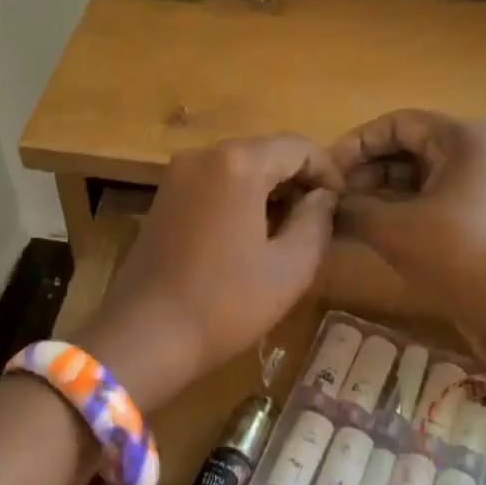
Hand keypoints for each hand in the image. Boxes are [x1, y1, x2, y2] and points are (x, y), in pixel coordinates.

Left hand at [83, 136, 340, 407]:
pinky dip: (240, 198)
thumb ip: (316, 220)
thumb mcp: (290, 266)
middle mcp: (203, 156)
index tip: (341, 206)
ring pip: (239, 167)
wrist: (144, 337)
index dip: (328, 173)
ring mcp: (177, 175)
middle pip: (266, 152)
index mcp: (238, 163)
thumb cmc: (226, 303)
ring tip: (289, 230)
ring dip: (269, 190)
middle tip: (319, 219)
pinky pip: (214, 184)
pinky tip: (250, 236)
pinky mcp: (163, 198)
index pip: (299, 147)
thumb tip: (322, 197)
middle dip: (298, 179)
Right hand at [330, 111, 485, 358]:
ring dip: (382, 192)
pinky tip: (374, 228)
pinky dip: (406, 208)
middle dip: (367, 171)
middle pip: (410, 147)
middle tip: (332, 198)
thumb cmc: (456, 256)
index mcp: (465, 136)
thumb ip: (352, 208)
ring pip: (423, 175)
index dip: (354, 146)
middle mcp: (482, 148)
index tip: (324, 173)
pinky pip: (438, 196)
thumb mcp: (393, 229)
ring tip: (346, 215)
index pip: (396, 124)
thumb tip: (326, 203)